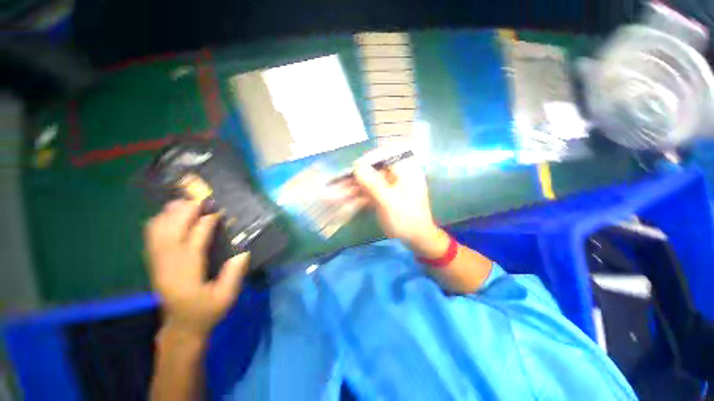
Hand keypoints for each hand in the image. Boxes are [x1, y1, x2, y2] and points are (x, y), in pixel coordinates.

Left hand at [144, 200, 249, 338]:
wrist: (181, 327)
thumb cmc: (207, 312)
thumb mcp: (227, 298)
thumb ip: (234, 275)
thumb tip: (243, 251)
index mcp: (187, 277)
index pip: (193, 244)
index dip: (204, 226)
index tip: (217, 213)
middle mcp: (168, 267)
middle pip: (170, 234)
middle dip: (183, 214)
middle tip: (200, 200)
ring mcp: (157, 265)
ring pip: (157, 233)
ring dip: (169, 215)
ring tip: (184, 202)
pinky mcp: (154, 263)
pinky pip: (151, 237)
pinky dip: (159, 222)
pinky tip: (169, 214)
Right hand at [350, 150, 440, 248]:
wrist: (415, 238)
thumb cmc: (406, 218)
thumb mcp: (389, 201)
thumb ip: (373, 183)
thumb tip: (357, 165)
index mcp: (405, 170)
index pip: (386, 153)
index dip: (369, 158)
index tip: (355, 167)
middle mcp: (397, 174)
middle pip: (375, 167)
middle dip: (359, 174)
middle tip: (343, 181)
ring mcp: (391, 185)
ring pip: (370, 179)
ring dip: (357, 184)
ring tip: (341, 189)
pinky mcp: (385, 194)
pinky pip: (371, 190)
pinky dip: (360, 193)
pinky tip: (349, 197)